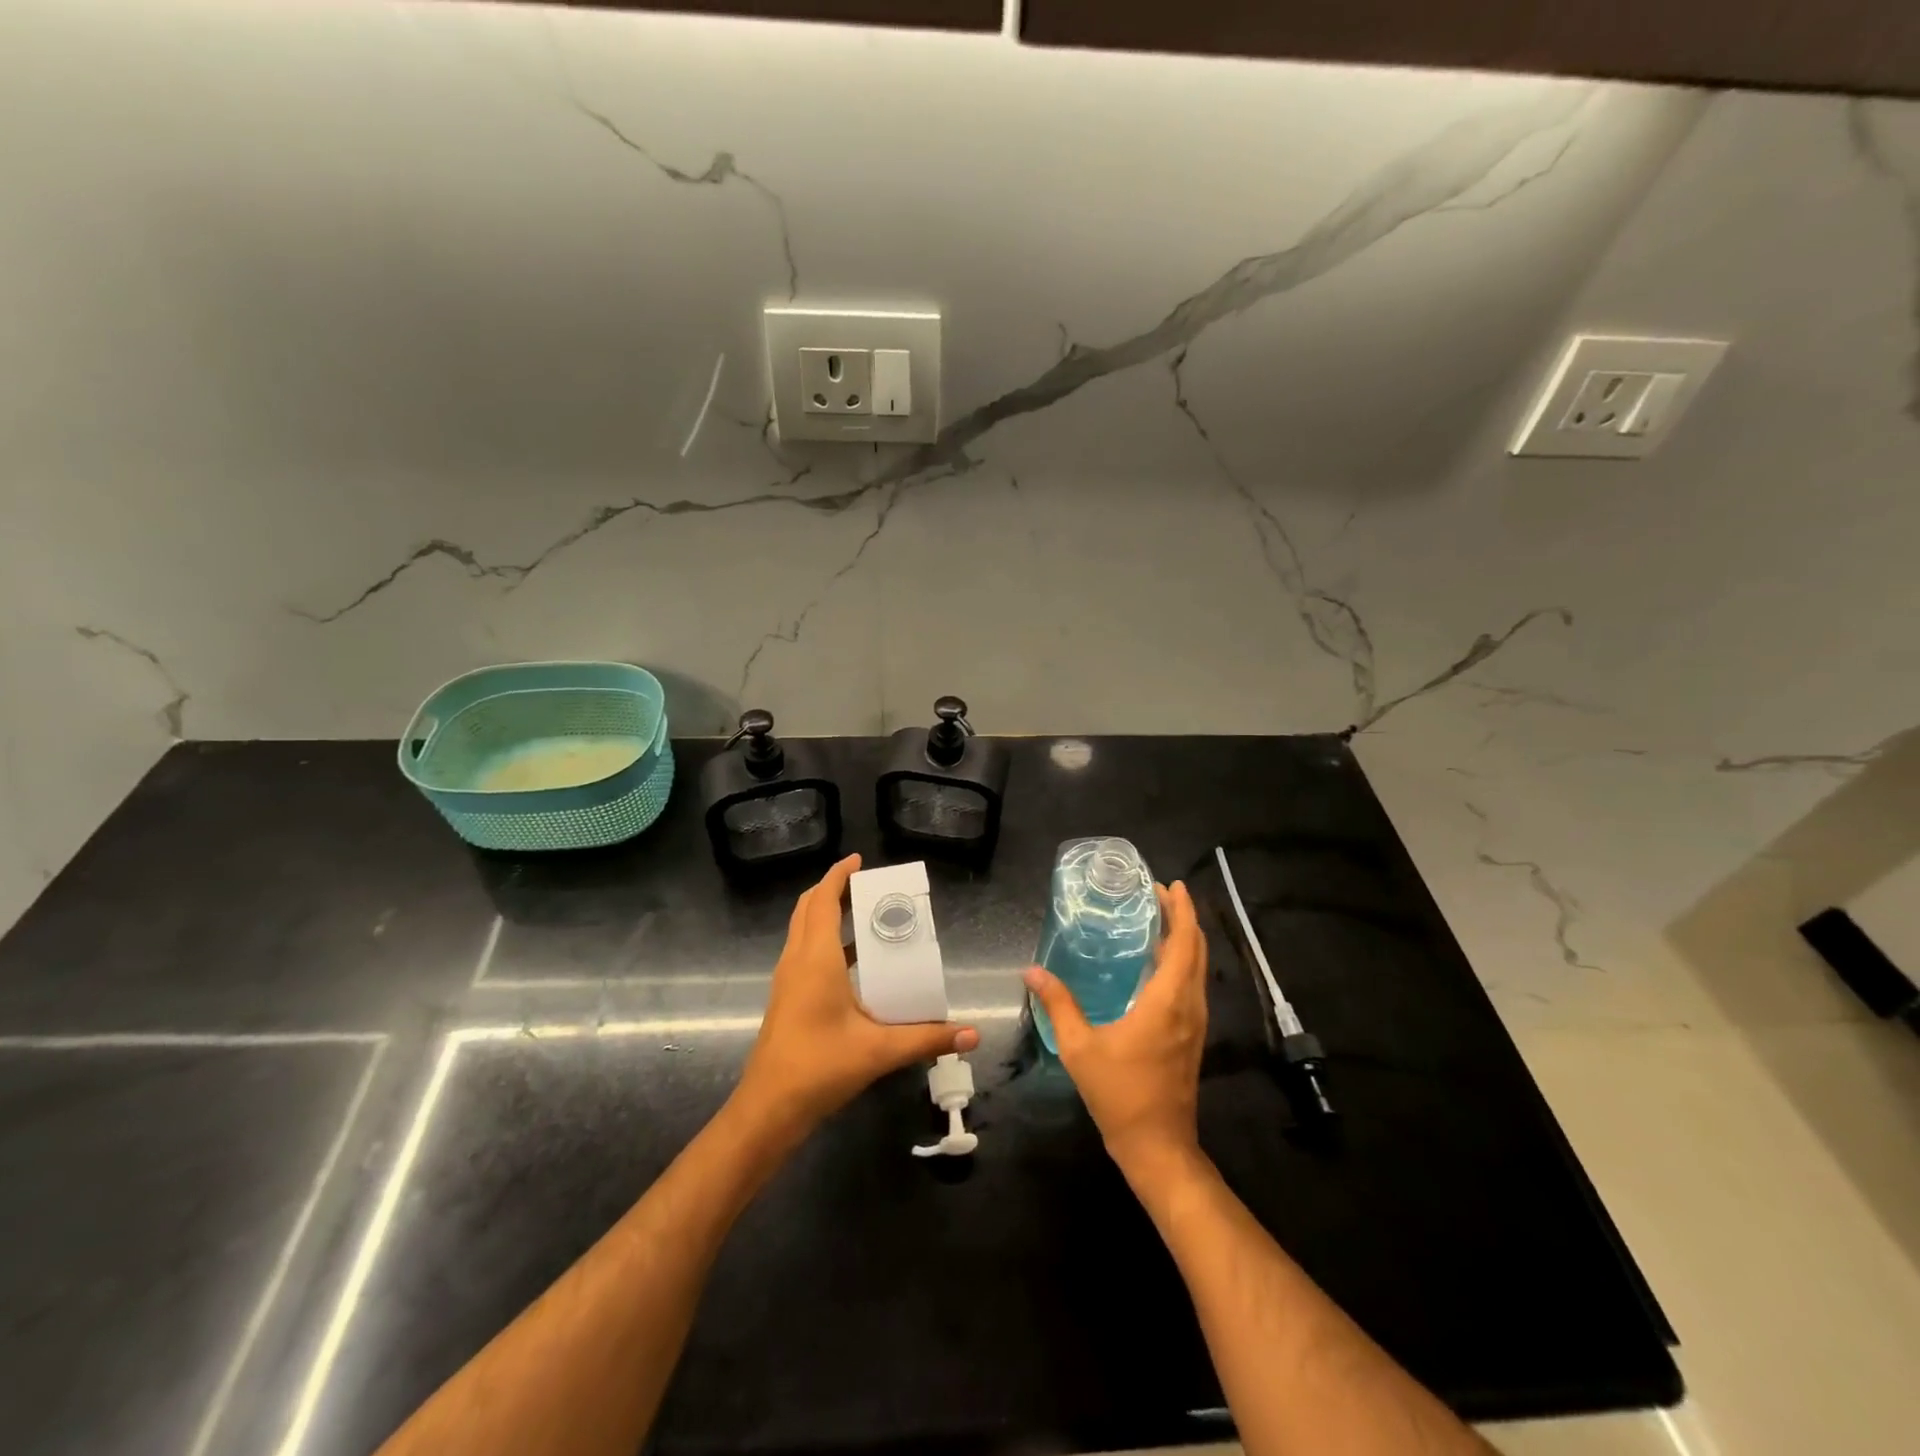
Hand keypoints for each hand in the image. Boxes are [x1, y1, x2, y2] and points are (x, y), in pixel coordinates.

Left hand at [736, 854, 979, 1137]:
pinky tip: (854, 963)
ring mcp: (788, 979)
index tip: (859, 859)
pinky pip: (804, 952)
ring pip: (803, 930)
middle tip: (867, 885)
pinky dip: (825, 941)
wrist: (768, 1108)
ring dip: (827, 914)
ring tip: (865, 915)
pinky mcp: (787, 998)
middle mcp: (797, 960)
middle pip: (808, 908)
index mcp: (816, 958)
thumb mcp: (879, 1050)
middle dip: (834, 889)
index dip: (838, 875)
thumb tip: (972, 1034)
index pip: (823, 900)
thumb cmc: (820, 1066)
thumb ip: (927, 1038)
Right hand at [1023, 881, 1207, 1179]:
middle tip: (1161, 894)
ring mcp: (1195, 1022)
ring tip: (1160, 919)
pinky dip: (1182, 962)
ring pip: (1198, 969)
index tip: (1170, 886)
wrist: (1158, 1146)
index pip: (1184, 943)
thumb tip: (1032, 971)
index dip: (1181, 911)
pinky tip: (1158, 963)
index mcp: (1168, 1001)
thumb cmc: (1120, 1094)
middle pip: (1196, 950)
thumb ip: (1058, 1004)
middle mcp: (1189, 1005)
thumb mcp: (1080, 1048)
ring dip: (1185, 940)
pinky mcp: (1192, 1036)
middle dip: (1184, 918)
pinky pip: (1193, 985)